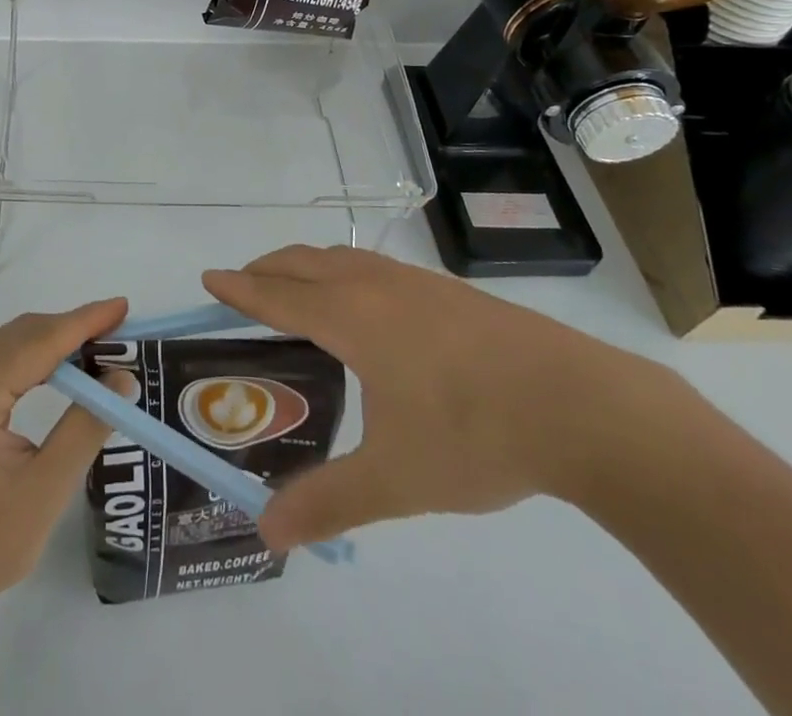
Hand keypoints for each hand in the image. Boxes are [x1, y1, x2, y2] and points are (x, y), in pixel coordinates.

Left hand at [0, 298, 130, 623]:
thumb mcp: (43, 491)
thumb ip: (85, 427)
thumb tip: (124, 379)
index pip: (38, 340)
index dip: (84, 321)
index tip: (123, 306)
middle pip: (21, 334)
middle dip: (71, 329)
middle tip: (120, 332)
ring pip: (8, 345)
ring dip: (53, 343)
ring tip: (100, 348)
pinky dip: (31, 360)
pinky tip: (59, 372)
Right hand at [202, 246, 669, 550]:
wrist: (582, 406)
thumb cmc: (474, 433)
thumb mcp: (396, 478)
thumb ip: (328, 502)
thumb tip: (267, 533)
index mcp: (351, 317)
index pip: (277, 295)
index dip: (239, 288)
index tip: (209, 277)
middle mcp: (375, 286)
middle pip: (304, 262)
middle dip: (267, 269)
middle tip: (244, 286)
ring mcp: (416, 282)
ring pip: (343, 258)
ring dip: (307, 266)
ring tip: (298, 292)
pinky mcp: (450, 291)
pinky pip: (375, 267)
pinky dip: (346, 273)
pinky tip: (369, 307)